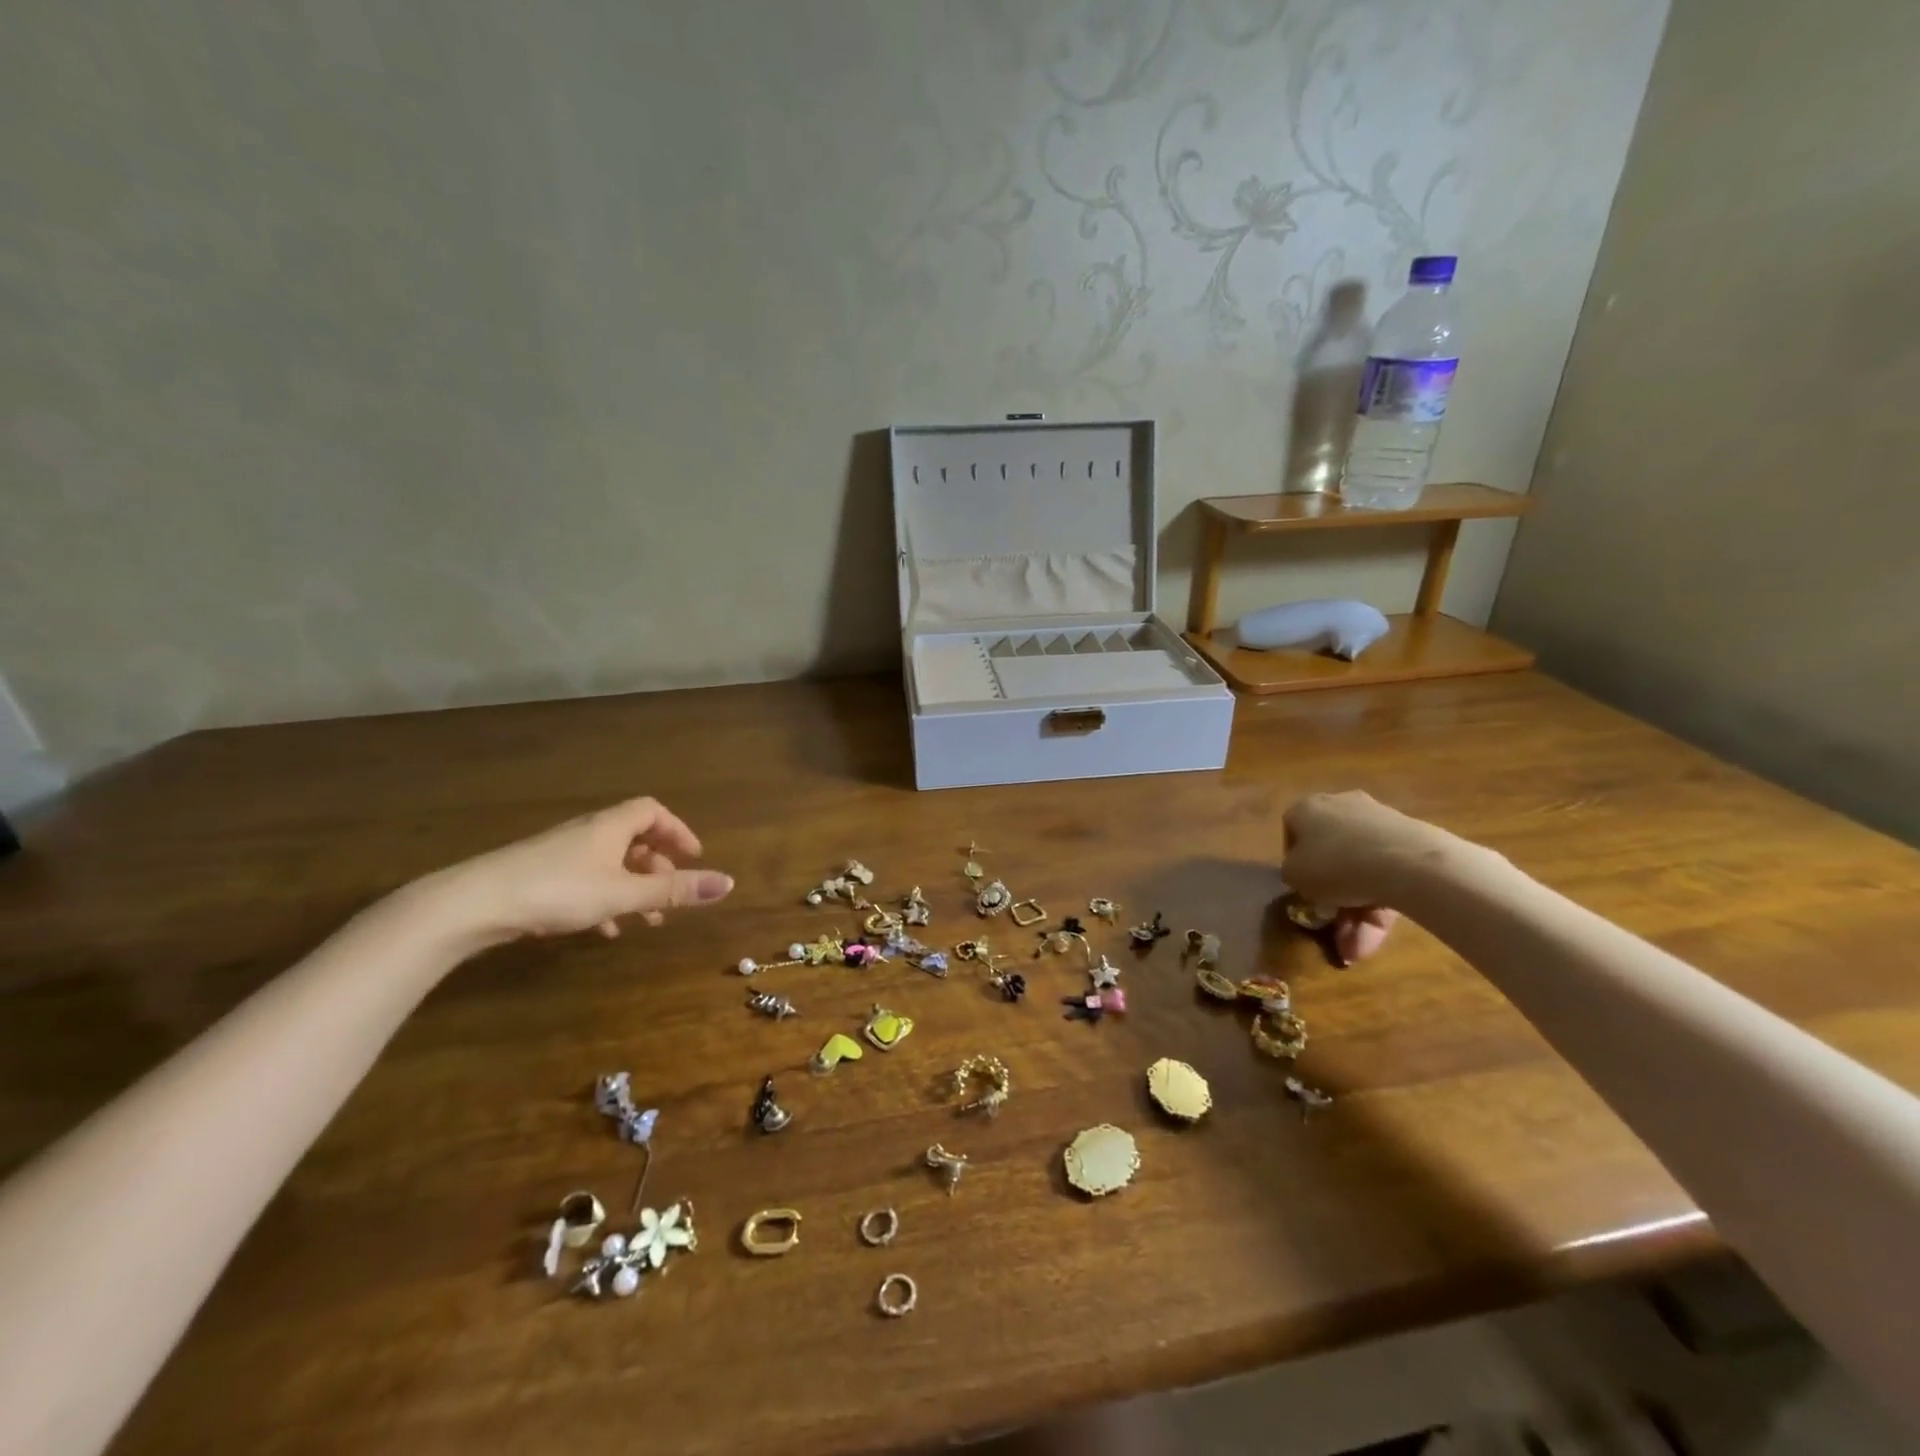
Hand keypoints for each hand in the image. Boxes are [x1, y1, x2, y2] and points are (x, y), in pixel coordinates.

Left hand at [431, 797, 733, 943]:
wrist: (473, 903)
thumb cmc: (558, 890)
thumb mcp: (624, 893)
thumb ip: (674, 890)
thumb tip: (728, 883)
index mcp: (611, 826)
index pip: (653, 811)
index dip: (678, 830)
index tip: (694, 856)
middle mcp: (587, 832)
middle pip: (632, 838)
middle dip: (657, 865)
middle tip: (671, 893)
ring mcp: (560, 854)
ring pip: (609, 863)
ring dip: (632, 887)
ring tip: (645, 921)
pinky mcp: (538, 876)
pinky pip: (584, 880)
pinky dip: (604, 900)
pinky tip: (604, 930)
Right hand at [1280, 791, 1449, 962]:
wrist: (1407, 863)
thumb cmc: (1334, 864)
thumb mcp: (1294, 876)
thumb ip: (1291, 874)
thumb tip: (1303, 875)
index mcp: (1307, 808)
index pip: (1293, 833)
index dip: (1295, 864)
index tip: (1302, 889)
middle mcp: (1341, 806)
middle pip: (1331, 855)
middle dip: (1332, 897)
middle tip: (1333, 927)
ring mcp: (1379, 822)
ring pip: (1361, 870)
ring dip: (1356, 911)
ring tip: (1358, 948)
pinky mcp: (1411, 841)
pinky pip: (1387, 874)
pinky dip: (1381, 904)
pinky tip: (1379, 935)